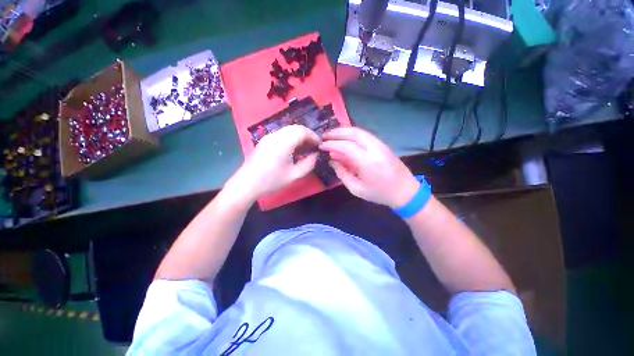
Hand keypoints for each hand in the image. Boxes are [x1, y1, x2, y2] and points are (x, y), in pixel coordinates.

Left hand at [230, 125, 319, 198]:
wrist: (246, 184)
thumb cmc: (271, 181)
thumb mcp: (294, 176)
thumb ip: (308, 164)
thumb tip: (315, 155)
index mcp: (283, 143)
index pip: (302, 131)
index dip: (313, 136)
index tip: (319, 145)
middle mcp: (275, 136)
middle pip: (295, 128)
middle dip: (307, 135)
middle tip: (314, 146)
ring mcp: (268, 137)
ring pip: (288, 130)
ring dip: (299, 136)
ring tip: (305, 148)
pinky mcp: (264, 141)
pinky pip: (281, 134)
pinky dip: (291, 138)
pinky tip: (293, 149)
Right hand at [320, 127, 419, 207]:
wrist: (405, 191)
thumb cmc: (379, 193)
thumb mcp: (356, 189)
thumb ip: (342, 173)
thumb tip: (332, 160)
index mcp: (368, 162)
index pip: (346, 146)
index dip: (331, 144)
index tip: (321, 145)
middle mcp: (375, 148)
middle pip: (353, 133)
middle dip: (337, 132)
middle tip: (325, 136)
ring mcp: (381, 144)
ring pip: (360, 131)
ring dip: (345, 131)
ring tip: (333, 135)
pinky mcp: (383, 144)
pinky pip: (365, 135)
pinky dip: (353, 134)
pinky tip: (346, 138)